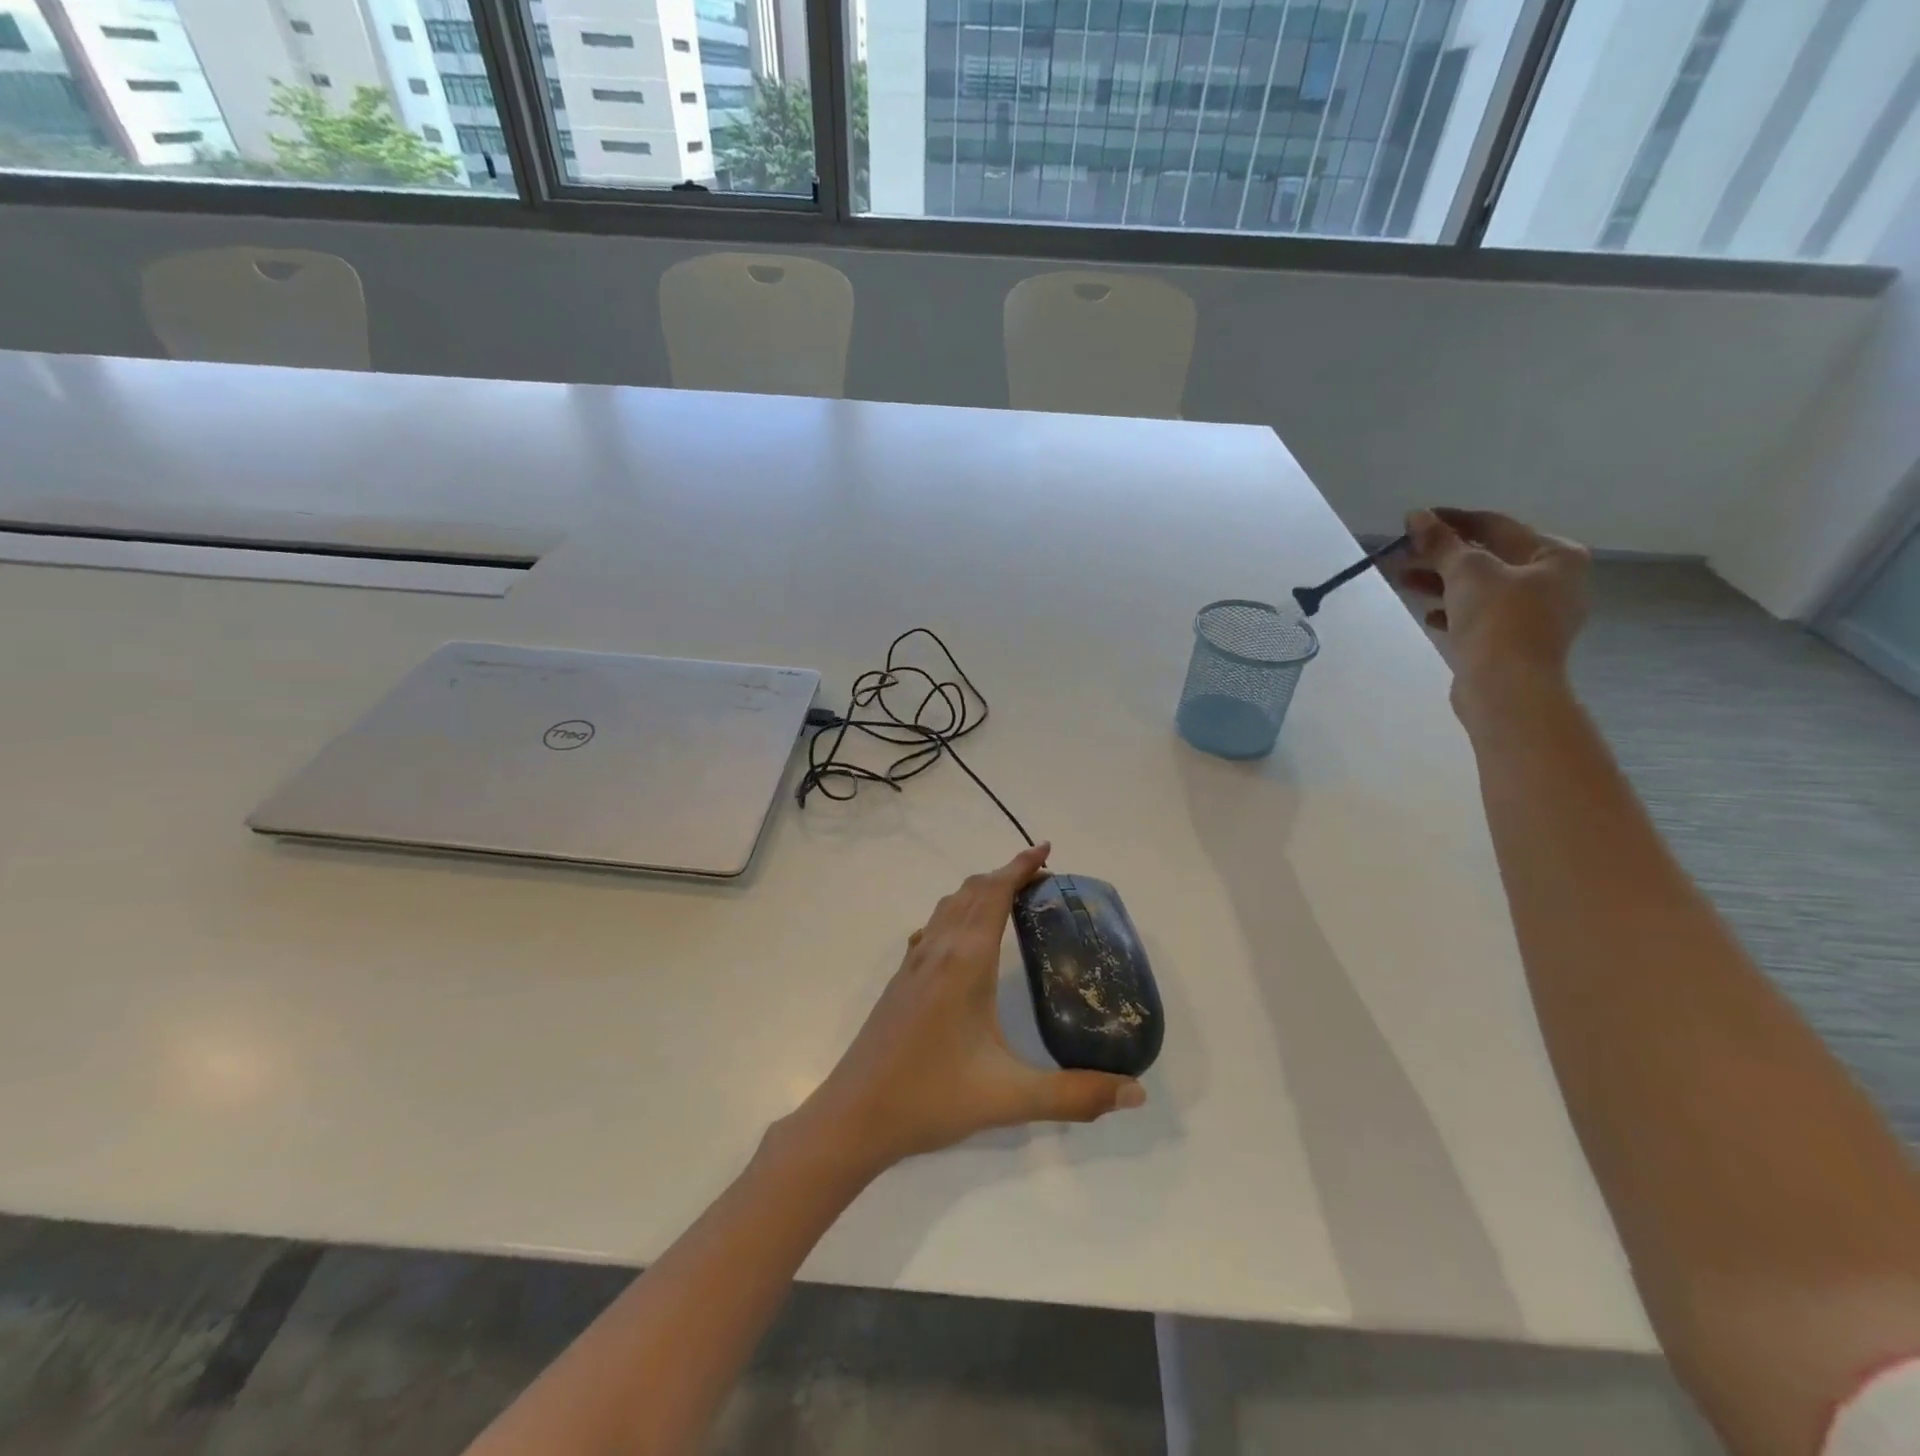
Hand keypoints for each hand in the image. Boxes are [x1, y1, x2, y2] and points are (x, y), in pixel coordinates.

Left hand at [793, 843, 1144, 1172]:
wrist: (855, 1116)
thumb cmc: (932, 1097)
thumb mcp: (1011, 1098)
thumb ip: (1076, 1095)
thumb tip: (1137, 1093)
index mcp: (965, 961)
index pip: (995, 894)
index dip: (1020, 866)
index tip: (1046, 849)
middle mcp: (938, 950)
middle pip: (972, 891)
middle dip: (1005, 874)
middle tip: (1040, 877)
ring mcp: (913, 964)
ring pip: (948, 907)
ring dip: (978, 891)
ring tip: (1008, 898)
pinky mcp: (900, 981)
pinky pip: (932, 928)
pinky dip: (956, 915)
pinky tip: (960, 941)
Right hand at [1397, 508, 1590, 712]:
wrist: (1507, 687)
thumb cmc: (1497, 620)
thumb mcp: (1466, 572)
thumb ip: (1440, 542)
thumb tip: (1416, 516)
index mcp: (1556, 556)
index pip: (1496, 526)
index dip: (1453, 521)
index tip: (1416, 520)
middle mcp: (1553, 581)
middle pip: (1488, 558)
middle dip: (1442, 556)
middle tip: (1403, 554)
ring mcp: (1535, 615)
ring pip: (1480, 588)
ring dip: (1441, 582)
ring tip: (1403, 581)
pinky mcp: (1513, 642)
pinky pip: (1480, 616)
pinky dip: (1453, 610)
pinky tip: (1428, 614)